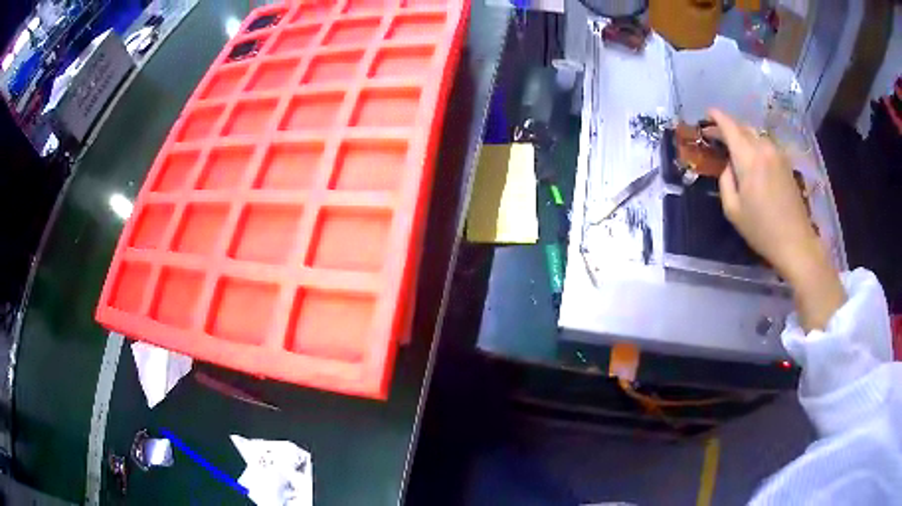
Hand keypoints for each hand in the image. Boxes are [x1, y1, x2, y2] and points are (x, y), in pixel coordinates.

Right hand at [708, 109, 844, 331]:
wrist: (796, 242)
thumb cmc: (762, 230)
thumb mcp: (733, 210)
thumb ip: (725, 181)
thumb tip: (728, 166)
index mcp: (748, 158)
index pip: (729, 126)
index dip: (716, 117)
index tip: (706, 114)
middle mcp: (764, 149)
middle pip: (743, 127)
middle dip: (728, 126)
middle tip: (715, 134)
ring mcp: (778, 155)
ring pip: (756, 134)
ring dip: (742, 135)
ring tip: (733, 146)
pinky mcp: (786, 163)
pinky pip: (766, 145)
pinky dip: (755, 144)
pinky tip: (751, 158)